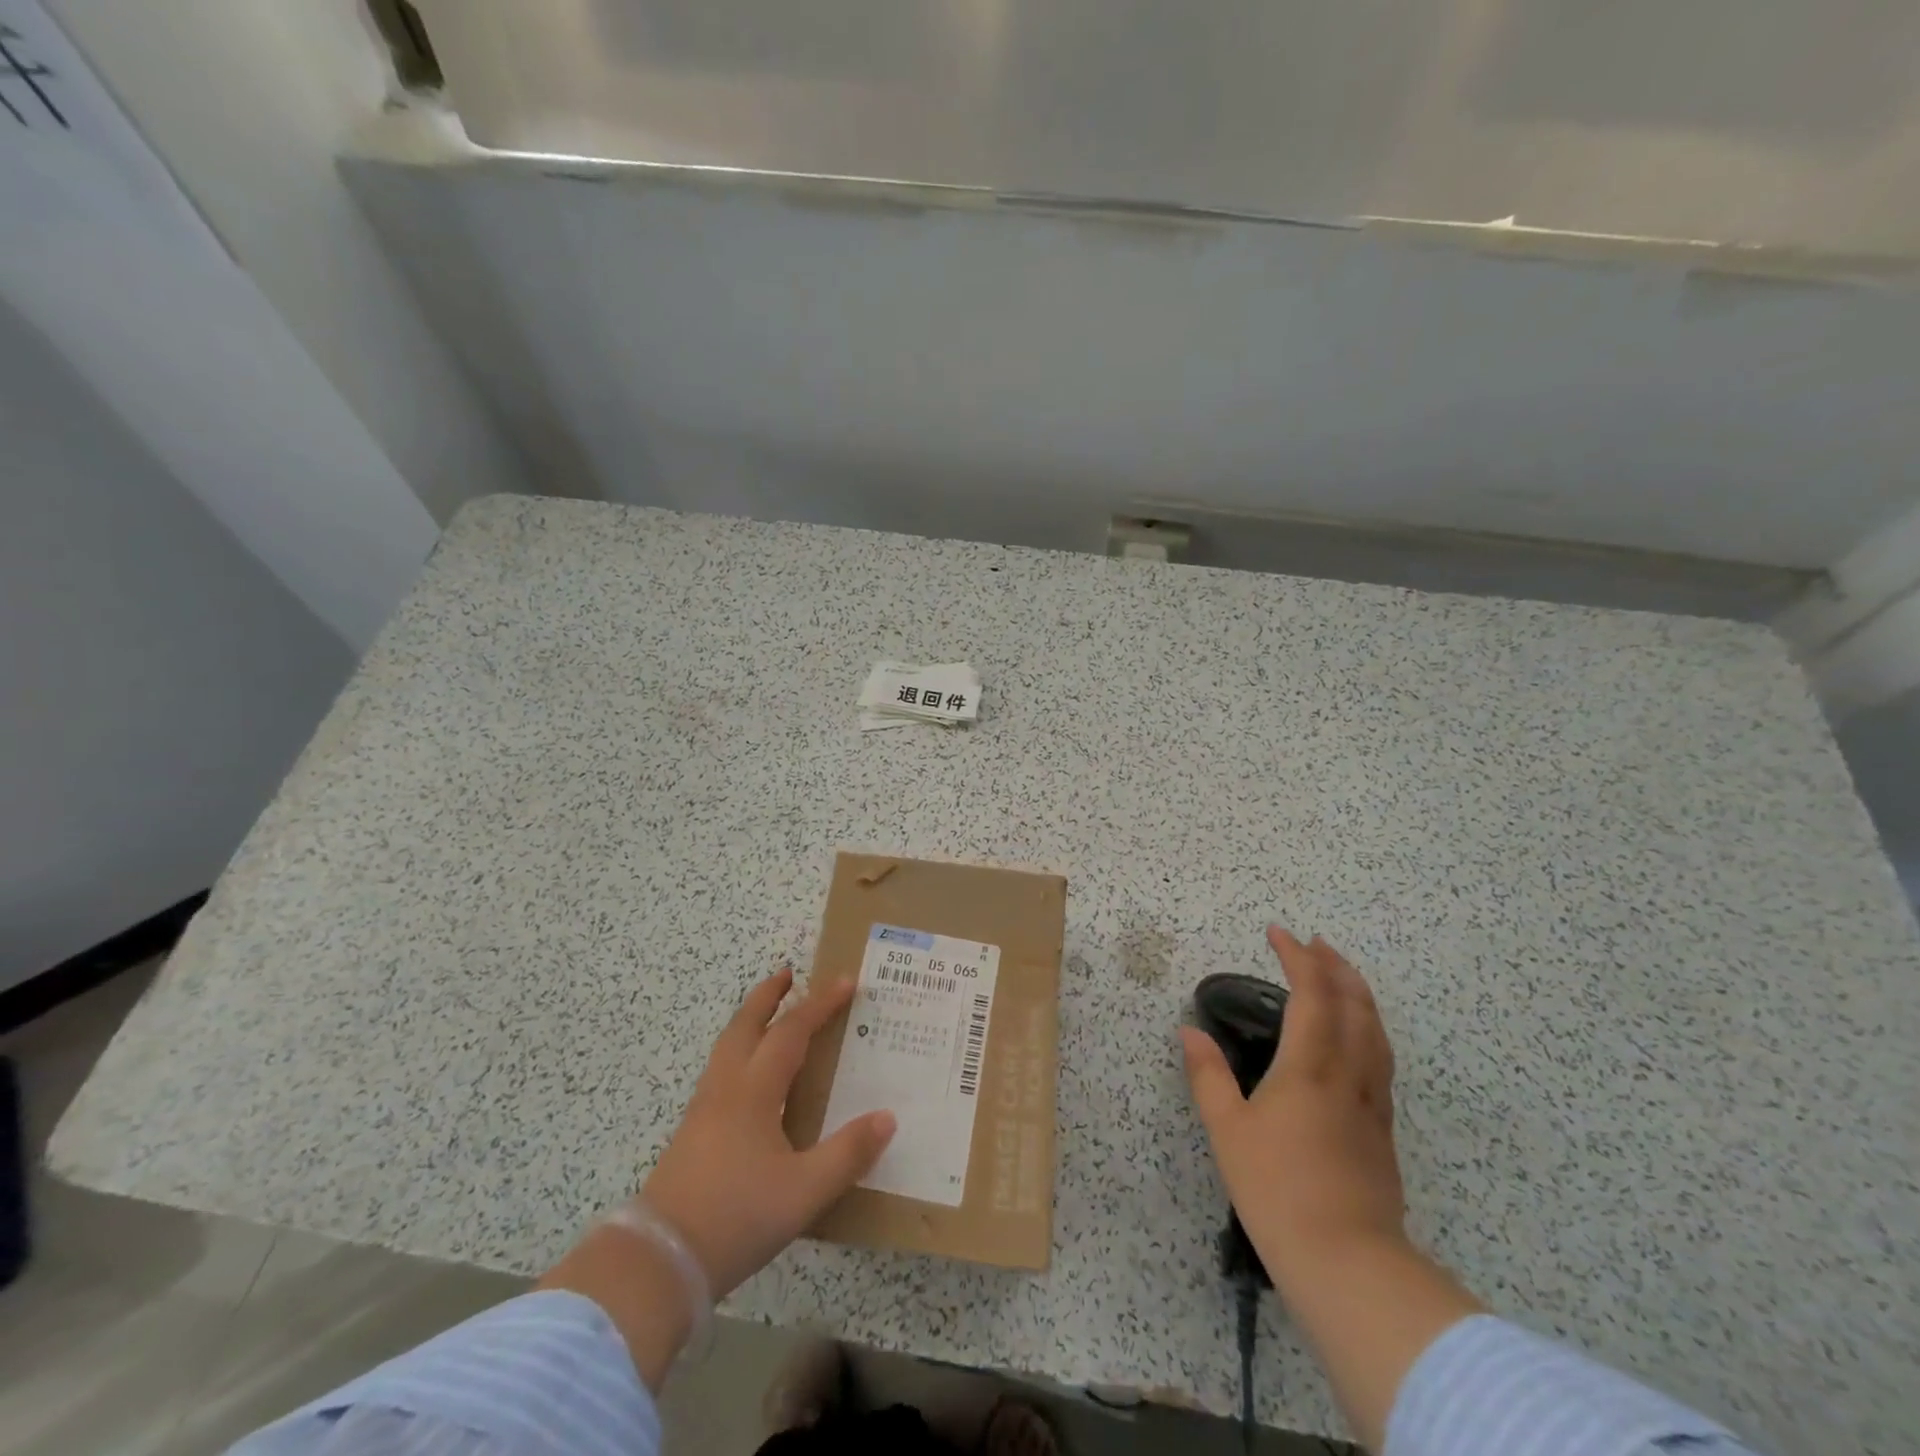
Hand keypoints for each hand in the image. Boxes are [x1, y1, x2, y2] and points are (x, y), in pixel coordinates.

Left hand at [641, 966, 895, 1296]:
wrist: (658, 1262)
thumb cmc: (736, 1217)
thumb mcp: (804, 1192)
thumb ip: (848, 1153)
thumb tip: (887, 1117)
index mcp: (754, 1091)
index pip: (791, 1031)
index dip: (820, 1004)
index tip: (846, 981)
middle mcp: (726, 1088)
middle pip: (746, 1025)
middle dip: (768, 995)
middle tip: (789, 973)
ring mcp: (703, 1109)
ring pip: (728, 1046)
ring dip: (751, 1019)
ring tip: (770, 1013)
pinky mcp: (691, 1133)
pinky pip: (721, 1070)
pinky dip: (740, 1050)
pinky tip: (749, 1075)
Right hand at [1180, 926, 1404, 1274]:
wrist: (1348, 1263)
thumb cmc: (1277, 1189)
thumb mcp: (1227, 1131)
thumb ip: (1208, 1076)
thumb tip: (1190, 1032)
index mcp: (1310, 1068)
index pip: (1312, 995)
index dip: (1298, 957)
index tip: (1278, 932)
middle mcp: (1348, 1074)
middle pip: (1355, 1005)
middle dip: (1336, 967)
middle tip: (1317, 943)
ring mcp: (1372, 1103)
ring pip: (1376, 1031)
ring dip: (1359, 993)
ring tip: (1342, 976)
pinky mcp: (1383, 1130)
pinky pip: (1382, 1059)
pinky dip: (1370, 1029)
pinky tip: (1358, 1038)